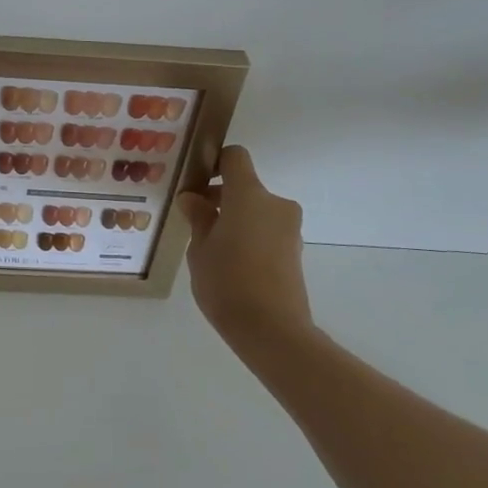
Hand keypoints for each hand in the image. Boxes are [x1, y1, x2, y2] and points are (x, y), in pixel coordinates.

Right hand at [176, 145, 314, 352]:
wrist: (272, 330)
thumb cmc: (226, 281)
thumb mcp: (199, 249)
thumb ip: (198, 218)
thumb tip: (193, 199)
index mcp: (249, 195)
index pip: (235, 157)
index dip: (214, 162)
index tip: (196, 183)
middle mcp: (275, 203)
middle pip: (245, 187)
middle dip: (221, 198)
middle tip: (195, 221)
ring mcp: (289, 228)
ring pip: (257, 211)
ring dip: (236, 219)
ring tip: (212, 249)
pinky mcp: (294, 251)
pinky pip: (267, 231)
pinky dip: (250, 237)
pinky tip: (231, 265)